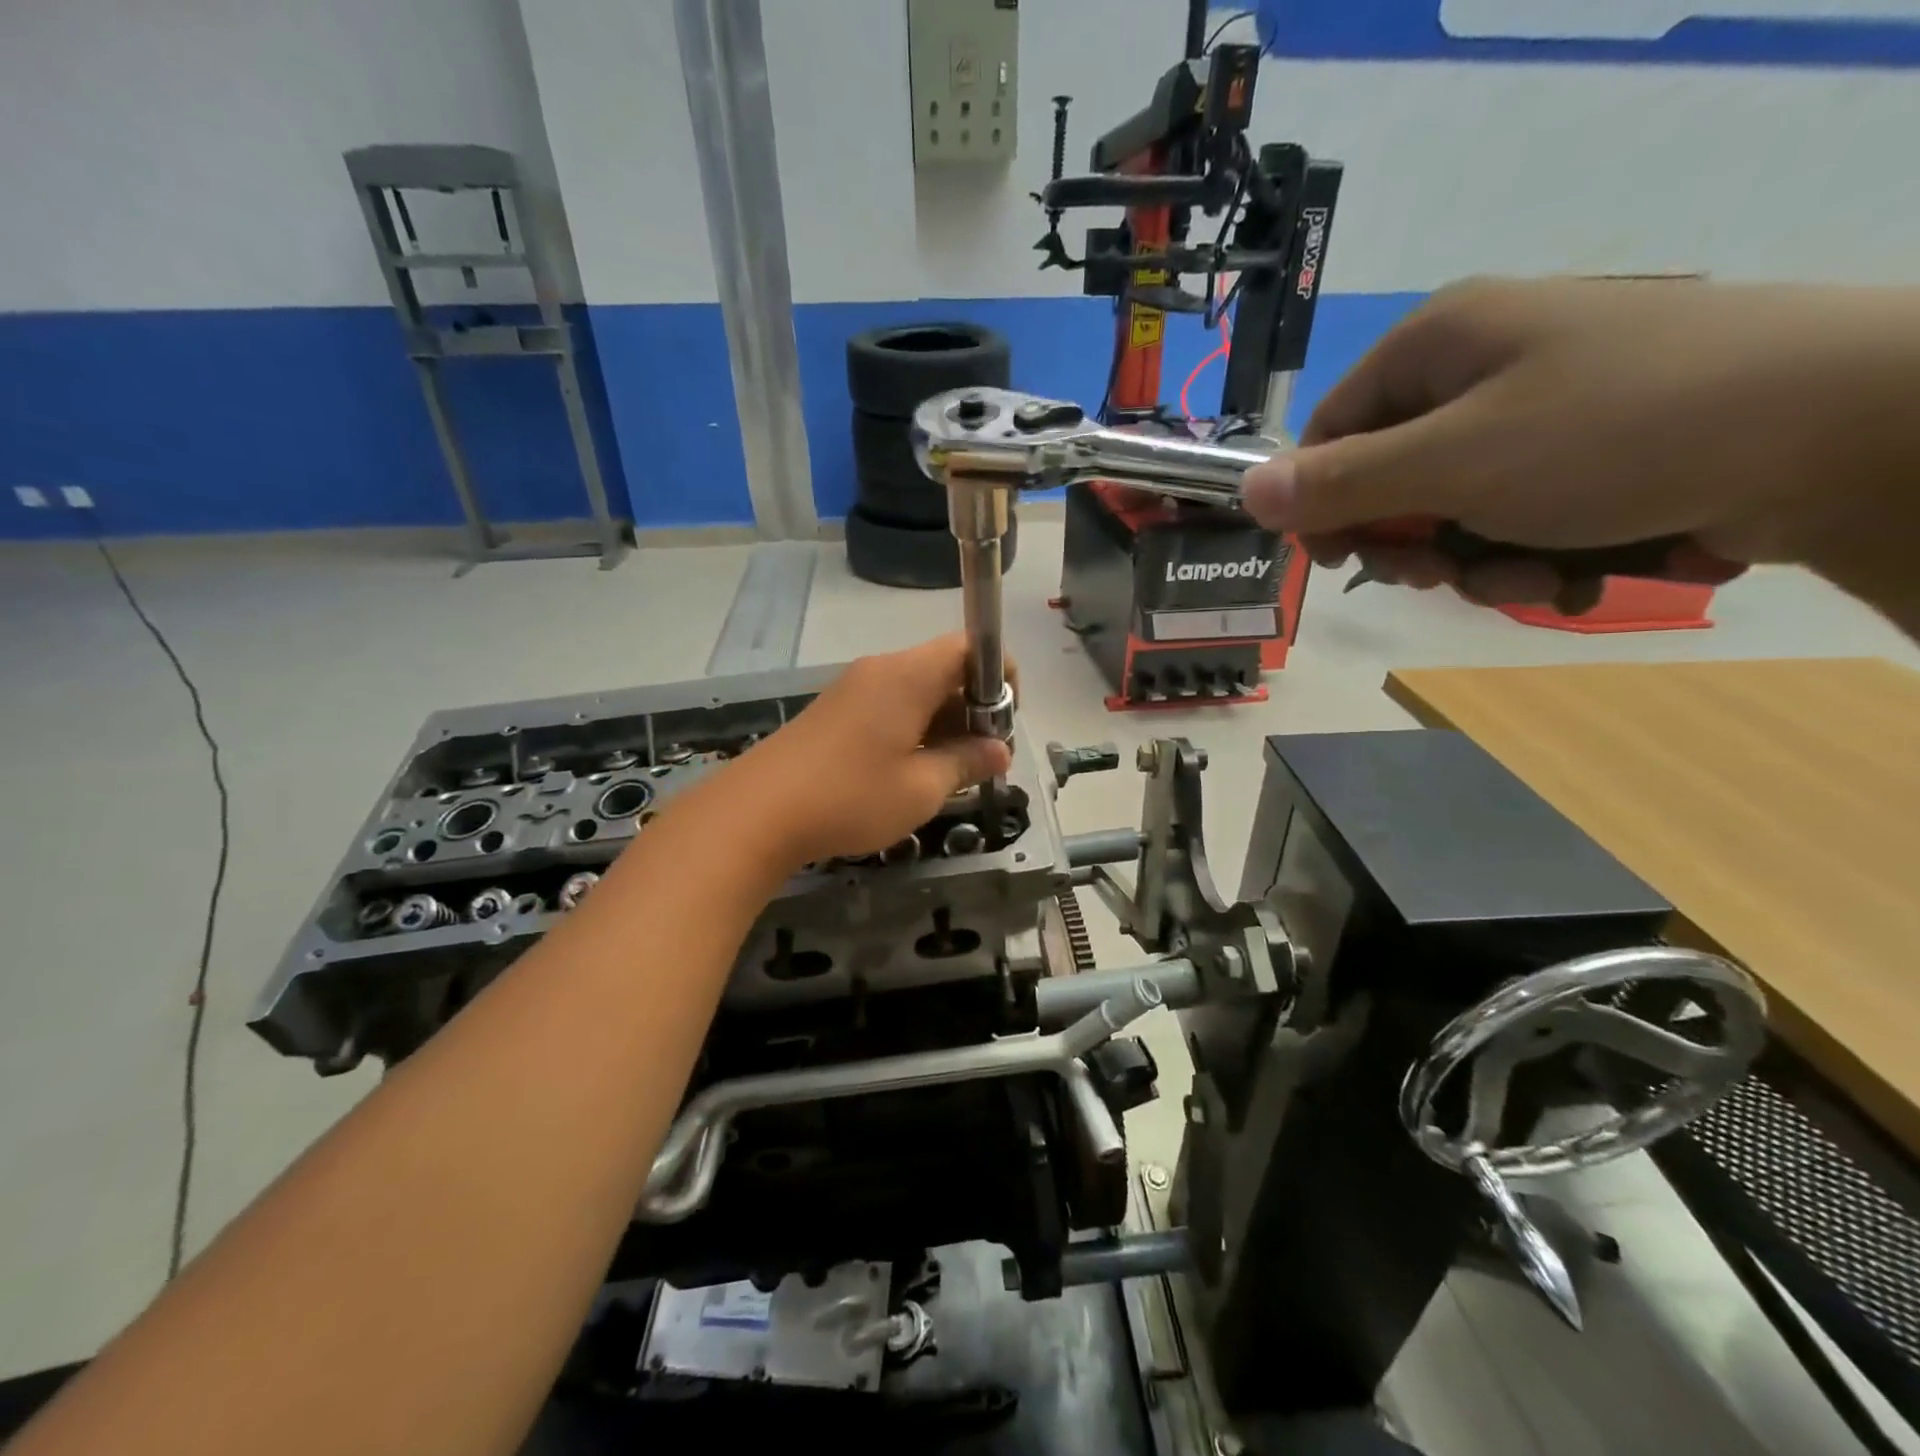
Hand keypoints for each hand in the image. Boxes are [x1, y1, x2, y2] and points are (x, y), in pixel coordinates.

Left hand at [720, 635, 1013, 869]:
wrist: (757, 812)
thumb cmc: (850, 797)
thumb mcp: (921, 788)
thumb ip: (967, 762)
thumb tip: (1000, 750)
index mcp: (909, 675)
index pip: (970, 646)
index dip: (1000, 677)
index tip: (1004, 724)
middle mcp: (882, 670)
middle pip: (945, 668)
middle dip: (974, 708)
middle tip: (981, 760)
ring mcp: (854, 688)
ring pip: (917, 690)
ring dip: (943, 723)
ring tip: (948, 773)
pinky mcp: (835, 711)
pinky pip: (890, 706)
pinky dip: (913, 729)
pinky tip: (909, 772)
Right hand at [1239, 279, 1919, 613]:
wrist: (1844, 431)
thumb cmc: (1616, 432)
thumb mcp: (1452, 462)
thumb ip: (1340, 483)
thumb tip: (1243, 492)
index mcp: (1437, 344)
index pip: (1330, 432)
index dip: (1324, 502)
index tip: (1344, 559)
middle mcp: (1480, 367)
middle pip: (1390, 477)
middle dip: (1413, 542)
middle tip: (1444, 572)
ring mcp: (1539, 409)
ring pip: (1453, 510)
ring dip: (1476, 562)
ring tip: (1534, 576)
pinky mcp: (1590, 451)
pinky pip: (1515, 516)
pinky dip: (1530, 556)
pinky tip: (1576, 570)